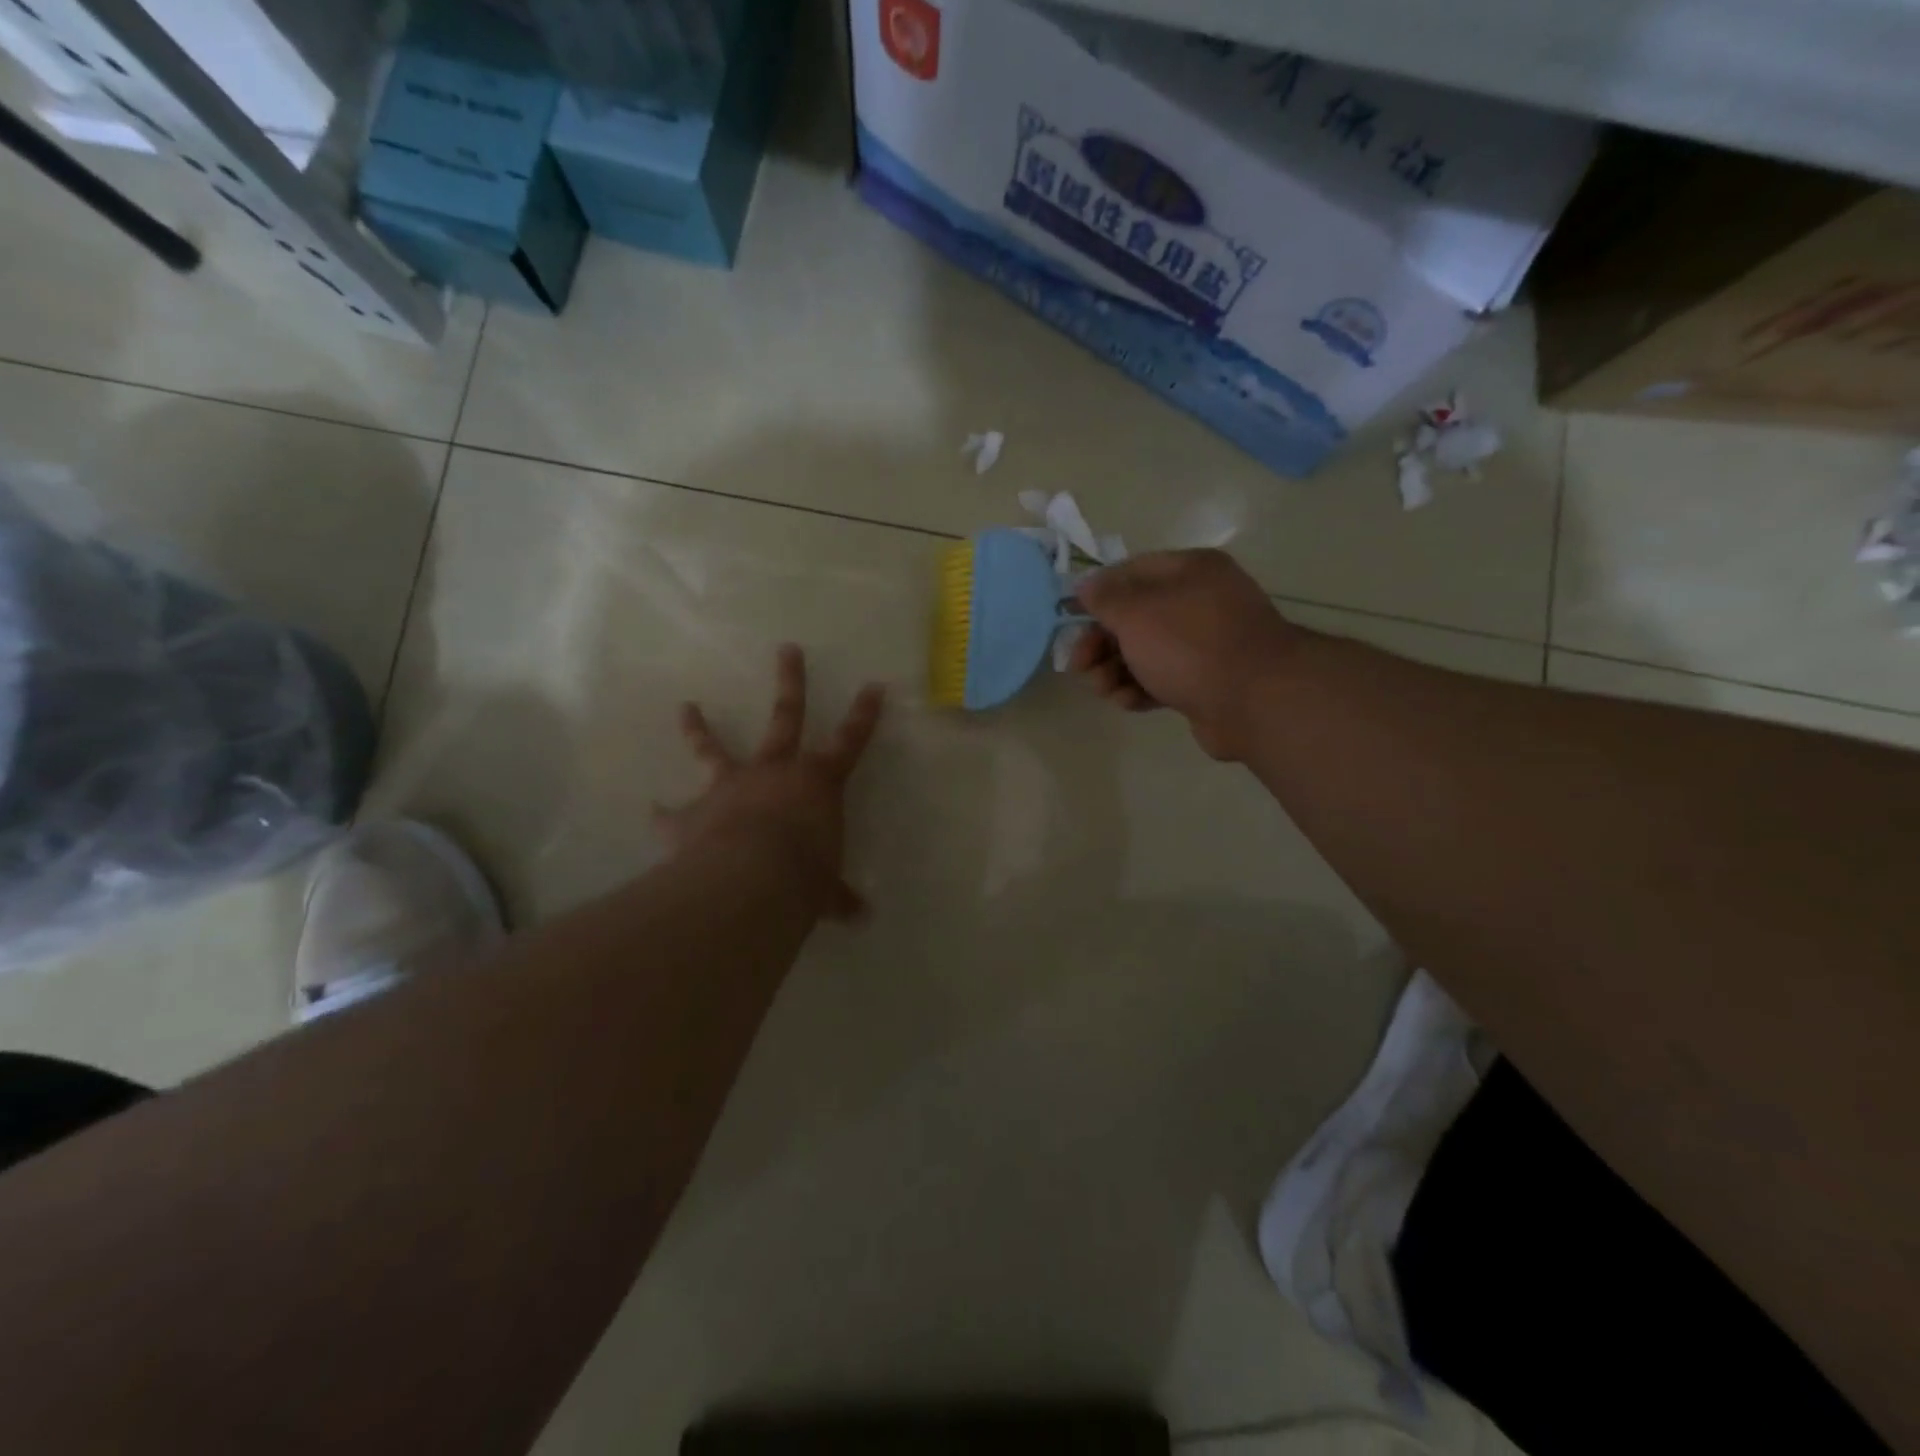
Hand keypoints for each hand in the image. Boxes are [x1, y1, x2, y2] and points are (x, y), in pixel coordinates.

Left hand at [656, 645, 885, 919]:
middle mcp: (774, 772)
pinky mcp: (692, 814)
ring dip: (700, 729)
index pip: (850, 741)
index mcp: (816, 782)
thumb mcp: (827, 889)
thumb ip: (837, 896)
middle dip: (790, 682)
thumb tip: (860, 917)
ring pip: (714, 750)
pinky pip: (673, 813)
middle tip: (787, 649)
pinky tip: (652, 810)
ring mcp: (730, 787)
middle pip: (785, 717)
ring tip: (686, 706)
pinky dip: (663, 813)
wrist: (750, 882)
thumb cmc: (804, 875)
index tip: (873, 685)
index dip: (864, 714)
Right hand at [1070, 550, 1300, 760]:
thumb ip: (1105, 598)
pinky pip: (1161, 678)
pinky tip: (1128, 702)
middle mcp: (1199, 602)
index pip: (1130, 572)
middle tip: (1079, 665)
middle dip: (1100, 642)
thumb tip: (1086, 585)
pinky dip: (1140, 688)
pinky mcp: (1205, 681)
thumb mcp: (1136, 613)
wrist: (1254, 701)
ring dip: (1114, 670)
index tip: (1070, 618)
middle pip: (1134, 617)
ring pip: (1144, 652)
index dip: (1097, 594)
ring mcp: (1204, 644)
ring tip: (1104, 689)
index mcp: (1189, 571)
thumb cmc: (1189, 644)